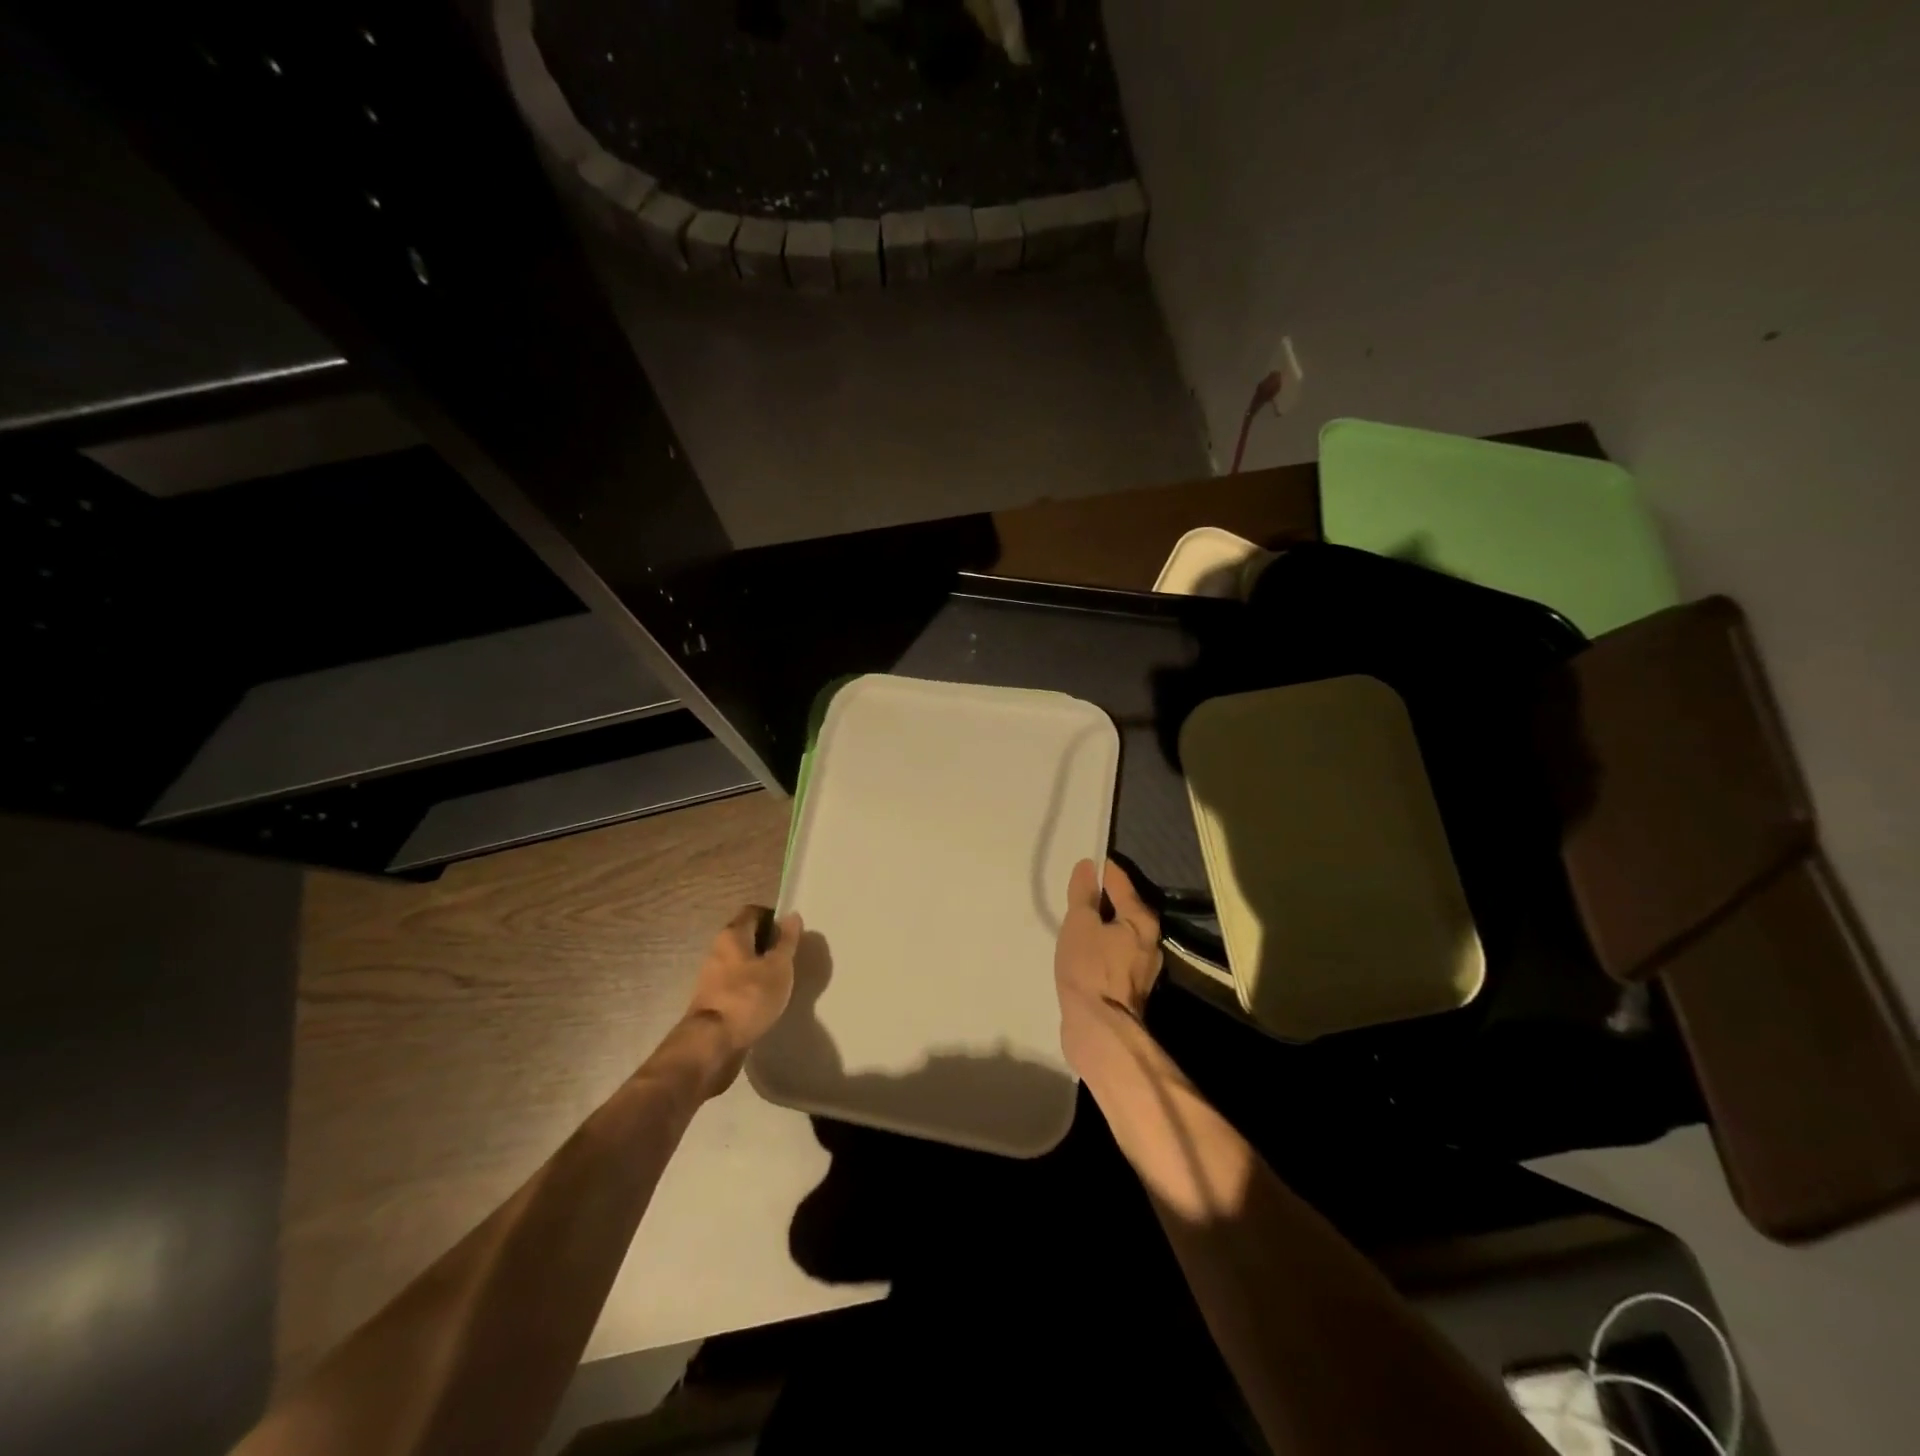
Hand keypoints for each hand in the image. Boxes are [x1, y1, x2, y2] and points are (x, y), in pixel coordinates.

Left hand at [683, 905, 801, 1090]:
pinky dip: (750, 986)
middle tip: (790, 956)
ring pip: (740, 961)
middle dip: (768, 943)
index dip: (773, 917)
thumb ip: (787, 941)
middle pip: (746, 936)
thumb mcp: (778, 966)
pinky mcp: (713, 1000)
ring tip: (781, 979)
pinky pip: (735, 983)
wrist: (712, 1044)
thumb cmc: (749, 997)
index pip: (753, 912)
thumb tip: (792, 915)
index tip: (791, 932)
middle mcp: (718, 950)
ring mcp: (712, 976)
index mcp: (732, 935)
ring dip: (759, 966)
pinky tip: (765, 999)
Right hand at [1054, 859, 1161, 1071]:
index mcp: (1142, 920)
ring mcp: (1142, 968)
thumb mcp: (1079, 925)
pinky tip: (1083, 953)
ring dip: (1102, 927)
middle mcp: (1150, 941)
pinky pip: (1114, 955)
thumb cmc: (1089, 969)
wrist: (1099, 1030)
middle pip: (1125, 908)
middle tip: (1075, 892)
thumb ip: (1083, 895)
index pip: (1120, 881)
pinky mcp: (1130, 989)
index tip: (1084, 862)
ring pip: (1120, 934)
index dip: (1101, 869)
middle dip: (1103, 899)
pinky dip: (1100, 948)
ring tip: (1076, 923)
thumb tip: (1088, 866)